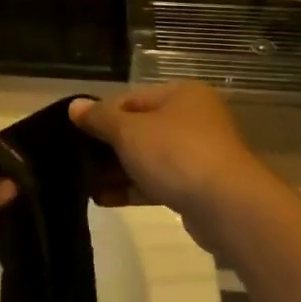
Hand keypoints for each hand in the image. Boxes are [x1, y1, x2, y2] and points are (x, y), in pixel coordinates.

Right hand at [69, 84, 256, 221]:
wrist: (226, 206)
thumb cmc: (175, 154)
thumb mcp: (129, 131)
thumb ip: (99, 118)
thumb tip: (74, 106)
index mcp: (181, 95)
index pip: (130, 98)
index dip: (100, 114)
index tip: (74, 133)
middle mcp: (193, 119)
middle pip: (139, 128)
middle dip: (106, 146)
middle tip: (75, 160)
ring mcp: (197, 154)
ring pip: (147, 157)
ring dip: (116, 170)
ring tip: (83, 183)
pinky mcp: (196, 186)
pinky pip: (157, 182)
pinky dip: (132, 188)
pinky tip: (102, 198)